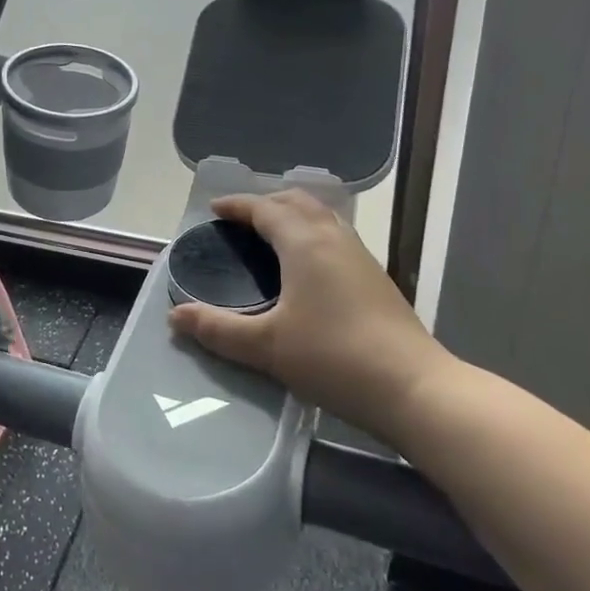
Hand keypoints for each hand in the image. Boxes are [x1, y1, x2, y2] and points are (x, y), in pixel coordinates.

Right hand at [166, 191, 457, 441]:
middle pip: (297, 202)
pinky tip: (308, 266)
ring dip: (293, 215)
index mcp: (304, 243)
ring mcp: (360, 255)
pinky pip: (336, 235)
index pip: (265, 208)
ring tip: (271, 236)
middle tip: (241, 221)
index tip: (215, 210)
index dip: (238, 206)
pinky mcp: (376, 277)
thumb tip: (175, 316)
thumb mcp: (266, 346)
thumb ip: (218, 329)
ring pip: (322, 216)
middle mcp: (333, 237)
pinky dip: (312, 233)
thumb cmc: (334, 358)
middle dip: (266, 203)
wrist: (414, 388)